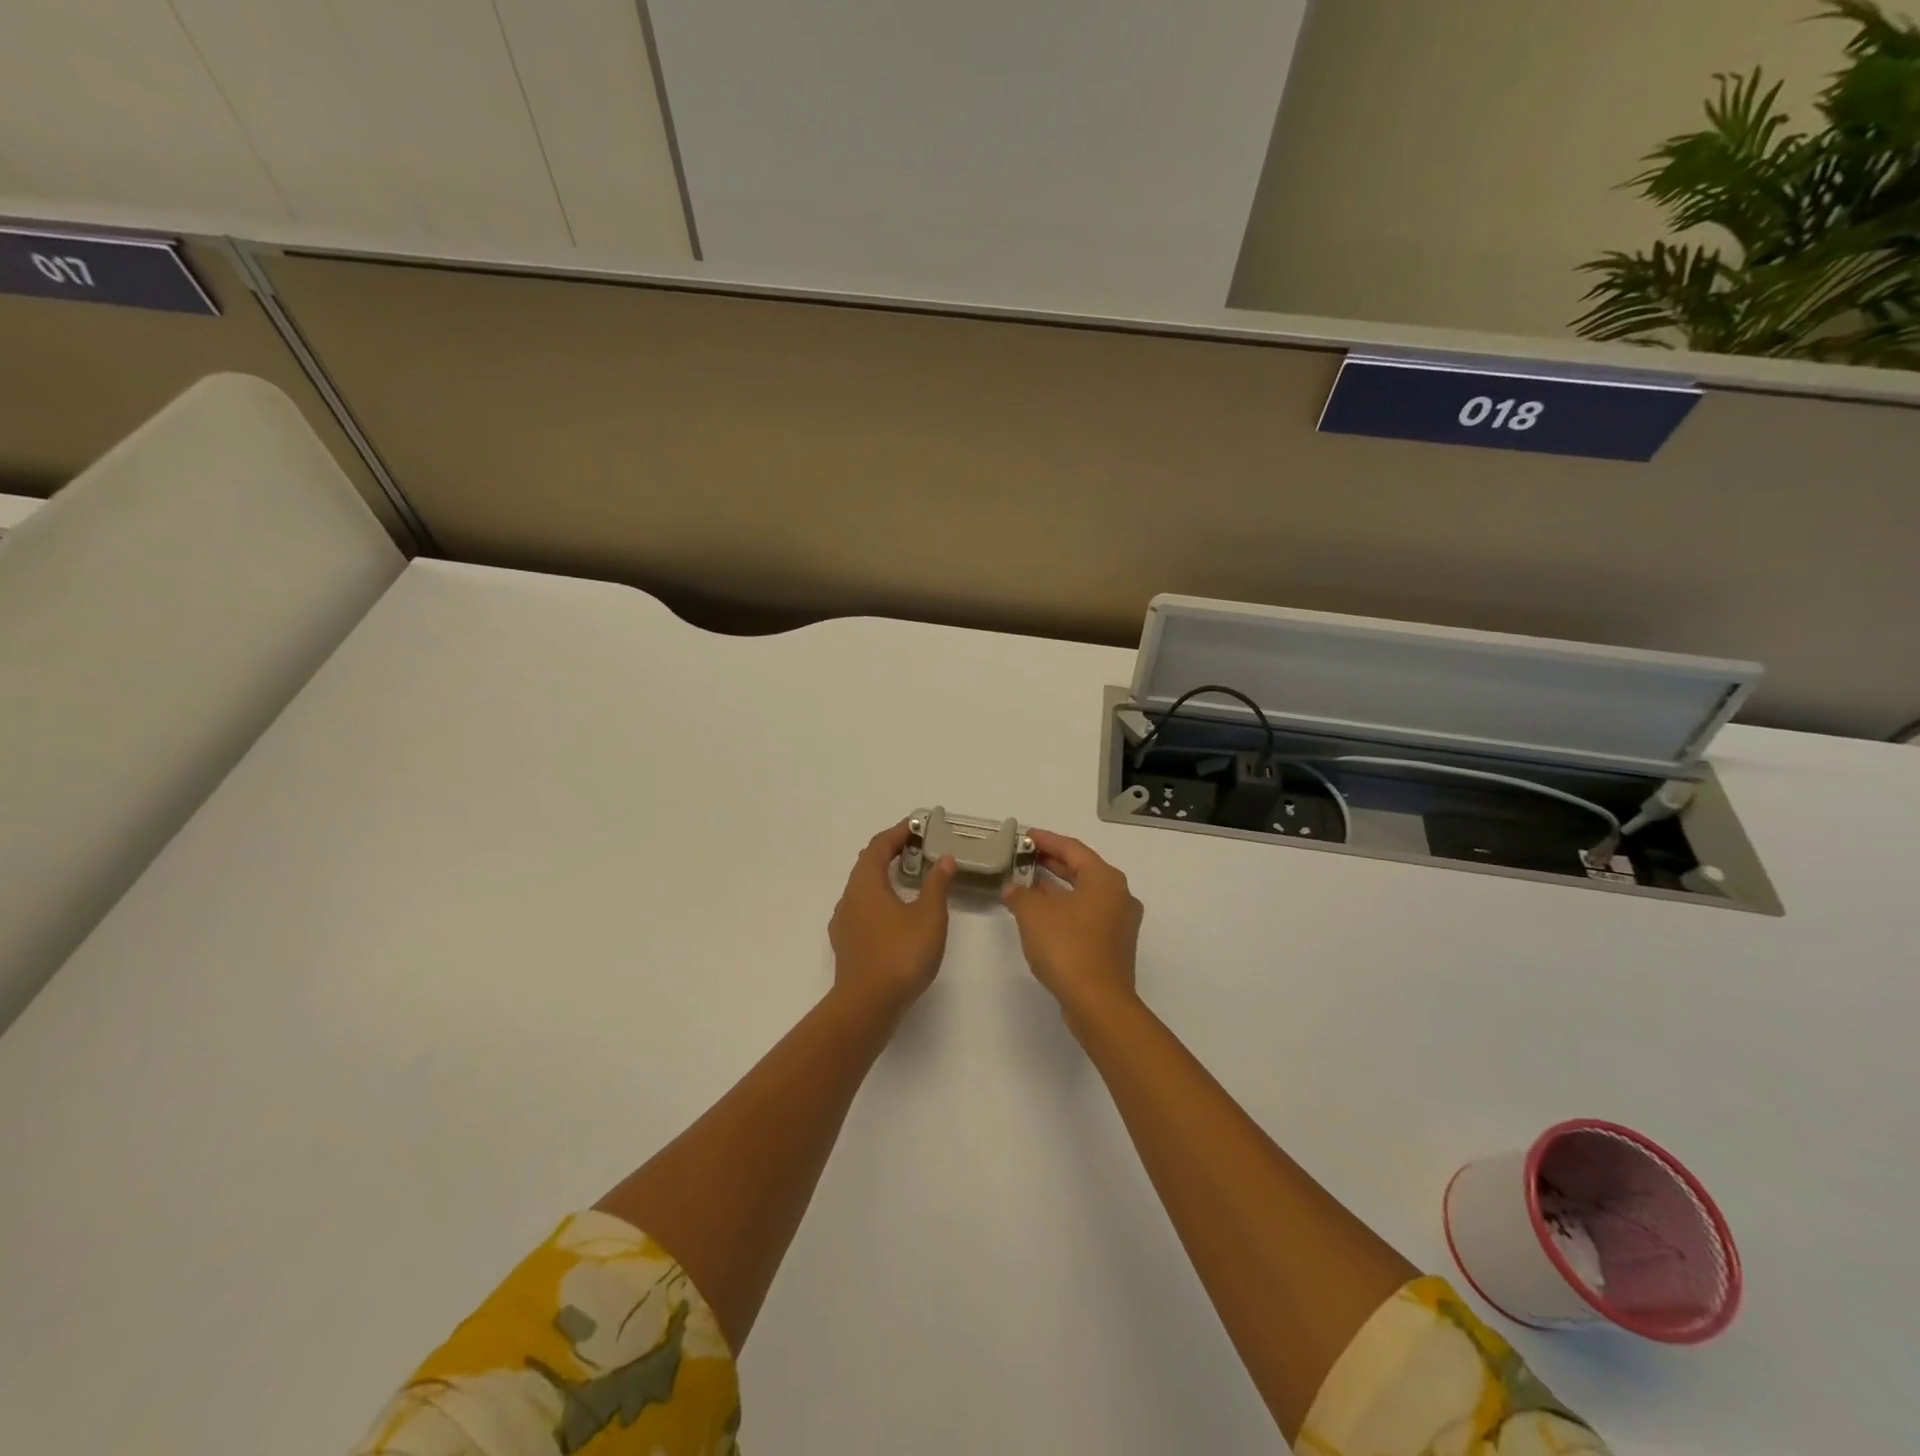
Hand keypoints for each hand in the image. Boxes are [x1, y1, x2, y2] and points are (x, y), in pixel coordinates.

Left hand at [828, 821, 957, 1018]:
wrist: (868, 1006)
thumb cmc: (901, 954)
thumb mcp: (929, 916)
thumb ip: (937, 884)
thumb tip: (944, 859)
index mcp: (866, 883)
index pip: (878, 846)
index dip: (897, 833)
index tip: (917, 827)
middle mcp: (849, 897)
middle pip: (867, 864)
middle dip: (891, 852)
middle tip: (917, 849)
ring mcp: (844, 922)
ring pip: (863, 888)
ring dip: (885, 878)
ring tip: (910, 879)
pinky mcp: (846, 944)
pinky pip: (863, 909)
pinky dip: (880, 900)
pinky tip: (896, 914)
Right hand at [1002, 830, 1142, 1028]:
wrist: (1097, 1003)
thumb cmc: (1067, 947)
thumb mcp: (1033, 914)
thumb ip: (1020, 894)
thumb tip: (1013, 887)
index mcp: (1105, 879)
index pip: (1072, 848)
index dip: (1046, 840)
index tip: (1025, 835)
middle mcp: (1118, 895)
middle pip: (1081, 869)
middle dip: (1051, 862)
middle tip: (1024, 856)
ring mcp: (1118, 922)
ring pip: (1083, 894)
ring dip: (1055, 888)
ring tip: (1026, 882)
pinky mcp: (1112, 945)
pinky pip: (1085, 914)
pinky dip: (1064, 908)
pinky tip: (1040, 913)